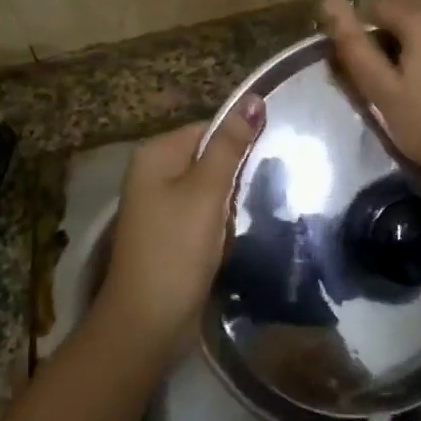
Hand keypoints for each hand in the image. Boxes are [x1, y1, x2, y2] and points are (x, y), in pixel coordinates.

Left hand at [98, 96, 264, 351]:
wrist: (147, 323)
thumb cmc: (176, 249)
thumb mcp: (206, 191)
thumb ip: (231, 145)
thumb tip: (254, 97)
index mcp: (156, 154)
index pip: (210, 128)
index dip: (241, 141)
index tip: (273, 157)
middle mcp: (153, 173)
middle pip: (210, 156)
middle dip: (238, 171)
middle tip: (271, 184)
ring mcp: (160, 205)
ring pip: (211, 187)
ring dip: (233, 198)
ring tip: (258, 207)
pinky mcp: (171, 232)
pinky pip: (204, 212)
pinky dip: (222, 219)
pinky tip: (239, 230)